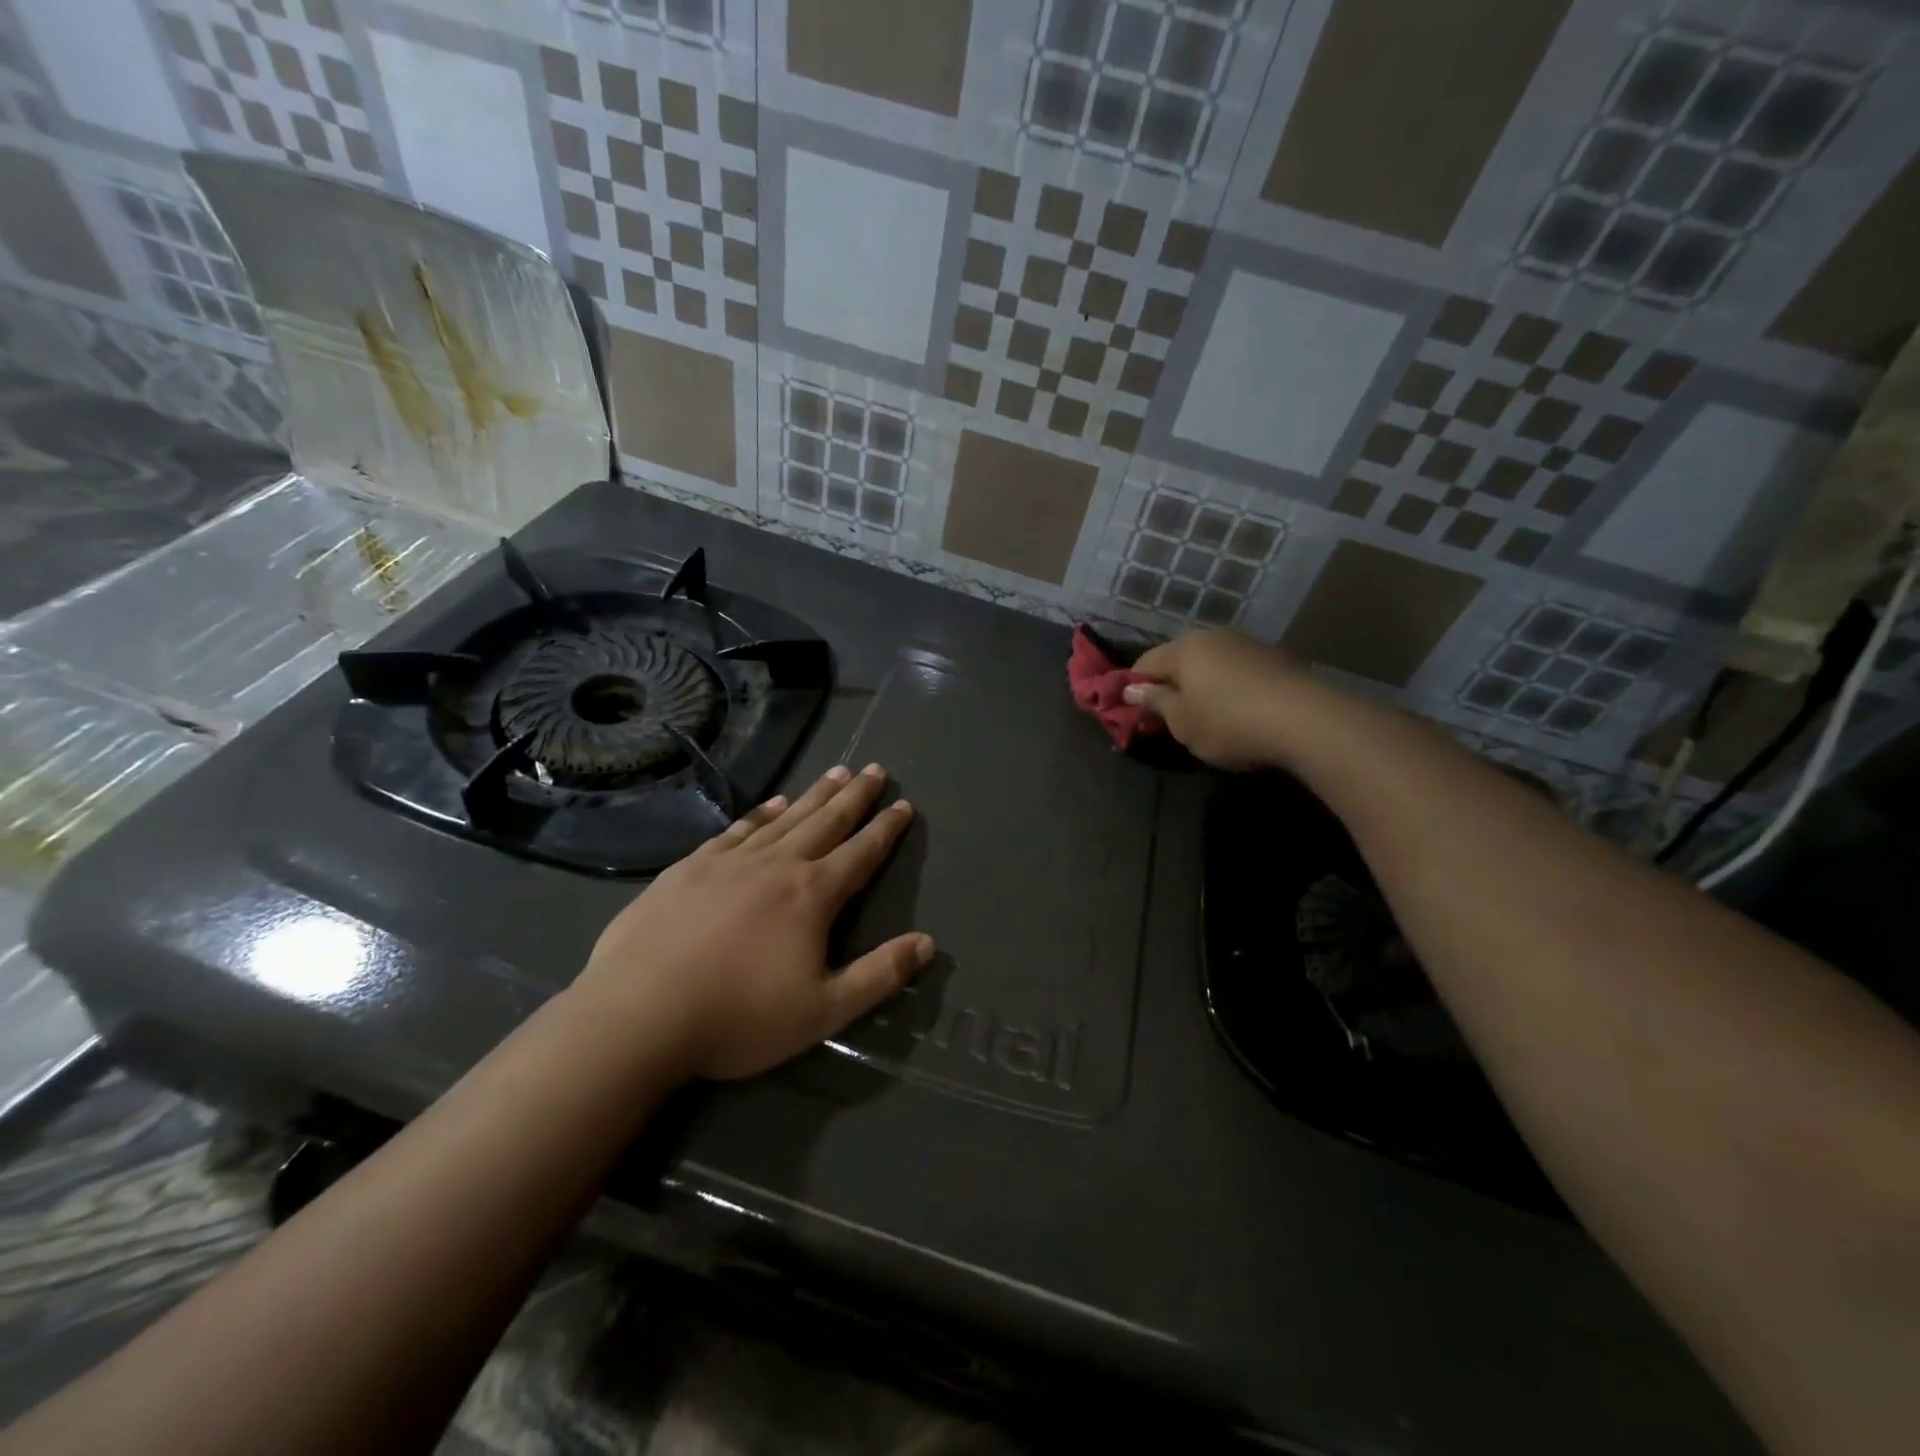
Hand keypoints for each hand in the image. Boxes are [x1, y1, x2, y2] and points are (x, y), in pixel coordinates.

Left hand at [575, 764, 932, 1081]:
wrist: (639, 1015)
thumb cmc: (739, 1018)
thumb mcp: (824, 1012)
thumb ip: (879, 975)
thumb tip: (927, 943)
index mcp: (812, 895)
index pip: (861, 853)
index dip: (886, 828)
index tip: (903, 803)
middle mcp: (777, 865)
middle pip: (826, 821)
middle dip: (855, 796)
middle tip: (874, 769)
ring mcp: (731, 861)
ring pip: (785, 817)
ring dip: (814, 794)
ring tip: (836, 772)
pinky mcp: (691, 867)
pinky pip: (737, 829)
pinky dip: (761, 812)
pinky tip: (772, 803)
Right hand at [1123, 629, 1304, 769]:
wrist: (1306, 721)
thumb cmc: (1229, 723)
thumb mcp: (1182, 722)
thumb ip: (1155, 702)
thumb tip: (1132, 689)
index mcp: (1184, 648)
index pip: (1145, 663)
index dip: (1134, 687)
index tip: (1132, 712)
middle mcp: (1214, 637)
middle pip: (1180, 658)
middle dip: (1170, 684)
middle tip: (1168, 717)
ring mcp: (1249, 644)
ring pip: (1212, 663)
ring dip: (1202, 684)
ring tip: (1206, 715)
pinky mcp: (1277, 658)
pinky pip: (1239, 671)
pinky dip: (1230, 687)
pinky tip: (1239, 711)